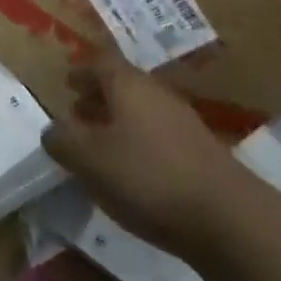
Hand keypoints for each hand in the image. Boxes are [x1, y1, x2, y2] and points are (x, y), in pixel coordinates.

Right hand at [41, 63, 250, 257]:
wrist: (228, 219)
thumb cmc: (147, 177)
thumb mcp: (89, 159)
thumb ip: (63, 140)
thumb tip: (52, 129)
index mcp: (128, 85)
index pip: (101, 62)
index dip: (82, 70)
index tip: (67, 83)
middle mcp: (157, 93)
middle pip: (123, 84)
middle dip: (98, 96)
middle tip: (77, 113)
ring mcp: (183, 122)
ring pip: (142, 110)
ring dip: (118, 121)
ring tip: (100, 145)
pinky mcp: (200, 152)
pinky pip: (159, 135)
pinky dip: (139, 143)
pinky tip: (132, 171)